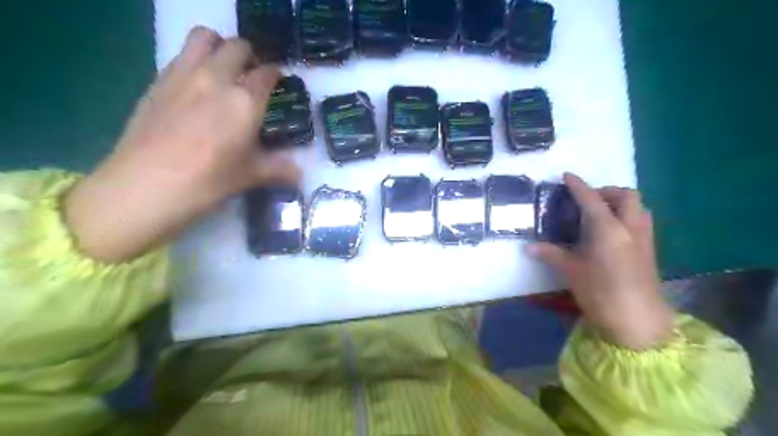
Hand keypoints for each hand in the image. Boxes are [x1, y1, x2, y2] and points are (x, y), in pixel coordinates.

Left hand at [63, 28, 298, 265]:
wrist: (148, 184)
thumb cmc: (210, 180)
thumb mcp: (252, 175)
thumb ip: (280, 169)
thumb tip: (301, 175)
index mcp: (246, 100)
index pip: (267, 73)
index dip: (276, 74)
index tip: (277, 80)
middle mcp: (217, 78)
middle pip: (237, 47)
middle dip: (250, 54)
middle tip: (252, 73)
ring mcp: (183, 75)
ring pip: (204, 37)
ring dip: (219, 45)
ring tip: (223, 67)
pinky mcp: (158, 81)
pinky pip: (180, 55)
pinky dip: (194, 59)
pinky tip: (195, 85)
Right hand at [529, 173, 675, 348]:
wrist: (638, 321)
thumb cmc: (601, 293)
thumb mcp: (571, 271)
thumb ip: (551, 254)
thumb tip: (528, 246)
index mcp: (607, 229)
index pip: (591, 199)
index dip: (578, 185)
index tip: (567, 175)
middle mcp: (629, 227)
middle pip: (626, 195)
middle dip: (607, 191)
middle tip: (588, 200)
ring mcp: (643, 238)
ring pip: (639, 207)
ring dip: (621, 202)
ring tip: (601, 213)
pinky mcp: (650, 250)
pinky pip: (642, 221)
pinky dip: (628, 216)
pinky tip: (613, 232)